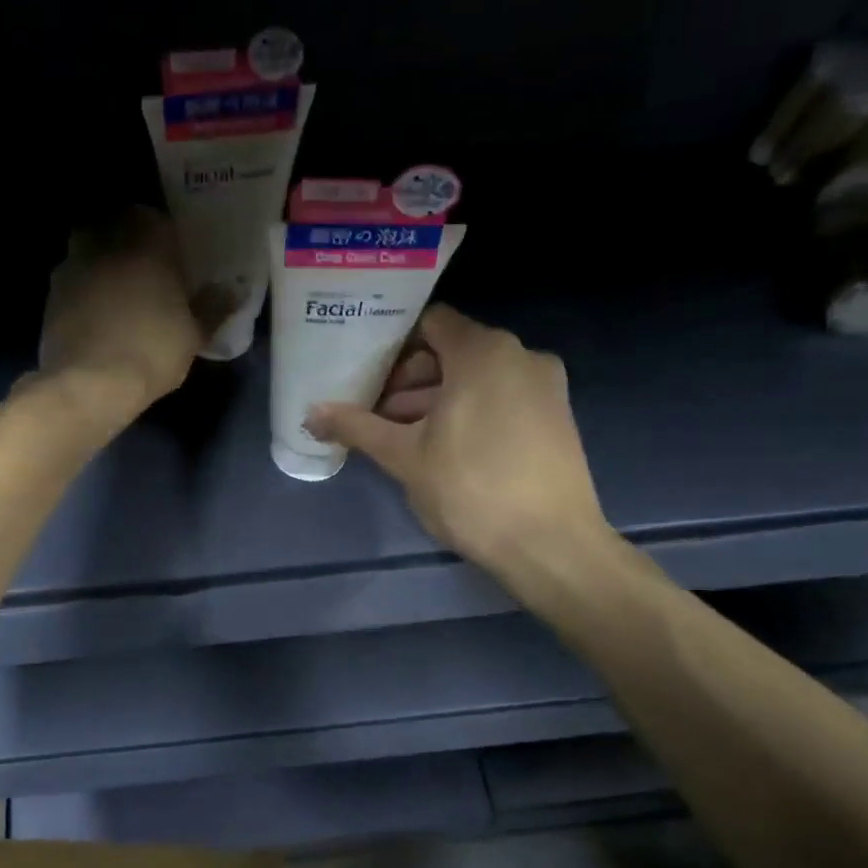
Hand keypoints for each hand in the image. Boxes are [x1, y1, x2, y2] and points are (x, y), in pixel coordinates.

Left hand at [35, 206, 205, 430]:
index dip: (163, 234)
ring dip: (100, 263)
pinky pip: (71, 281)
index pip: (154, 218)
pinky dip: (82, 291)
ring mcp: (72, 267)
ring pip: (88, 250)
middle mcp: (105, 243)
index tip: (173, 255)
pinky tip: (95, 316)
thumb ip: (213, 308)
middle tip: (145, 269)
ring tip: (117, 293)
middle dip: (127, 241)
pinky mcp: (51, 296)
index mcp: (146, 243)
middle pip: (115, 226)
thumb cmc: (152, 351)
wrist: (89, 384)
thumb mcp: (194, 335)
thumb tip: (233, 291)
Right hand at [305, 305, 617, 587]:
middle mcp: (520, 355)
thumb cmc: (470, 489)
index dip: (393, 345)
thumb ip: (356, 427)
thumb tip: (311, 414)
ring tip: (402, 436)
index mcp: (483, 352)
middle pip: (452, 350)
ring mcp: (544, 386)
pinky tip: (443, 447)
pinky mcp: (556, 415)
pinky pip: (502, 396)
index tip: (365, 373)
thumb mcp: (403, 457)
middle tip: (377, 412)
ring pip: (477, 376)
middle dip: (410, 378)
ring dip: (436, 397)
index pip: (430, 323)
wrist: (551, 545)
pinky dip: (469, 409)